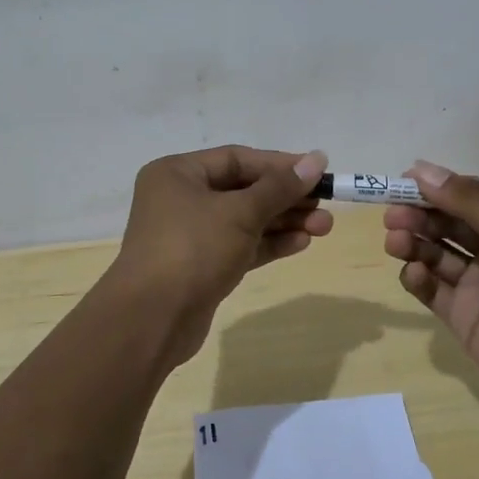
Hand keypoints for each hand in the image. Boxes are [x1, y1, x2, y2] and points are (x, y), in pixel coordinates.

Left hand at [111, 146, 331, 358]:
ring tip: (324, 227)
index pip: (237, 159)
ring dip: (283, 222)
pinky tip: (301, 243)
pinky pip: (240, 246)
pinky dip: (268, 243)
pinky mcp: (200, 266)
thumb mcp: (240, 212)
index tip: (317, 171)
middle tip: (326, 205)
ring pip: (245, 220)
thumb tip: (317, 158)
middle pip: (243, 190)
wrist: (152, 320)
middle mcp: (180, 199)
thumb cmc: (193, 249)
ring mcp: (189, 235)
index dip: (279, 164)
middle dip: (286, 198)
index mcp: (178, 173)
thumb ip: (280, 187)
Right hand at [382, 161, 478, 410]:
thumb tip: (421, 168)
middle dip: (419, 215)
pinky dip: (418, 278)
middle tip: (392, 213)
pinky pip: (432, 290)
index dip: (439, 188)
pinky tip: (414, 272)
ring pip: (436, 254)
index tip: (405, 180)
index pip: (471, 197)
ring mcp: (478, 283)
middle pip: (448, 224)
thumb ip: (468, 201)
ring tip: (395, 239)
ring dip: (413, 243)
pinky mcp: (462, 315)